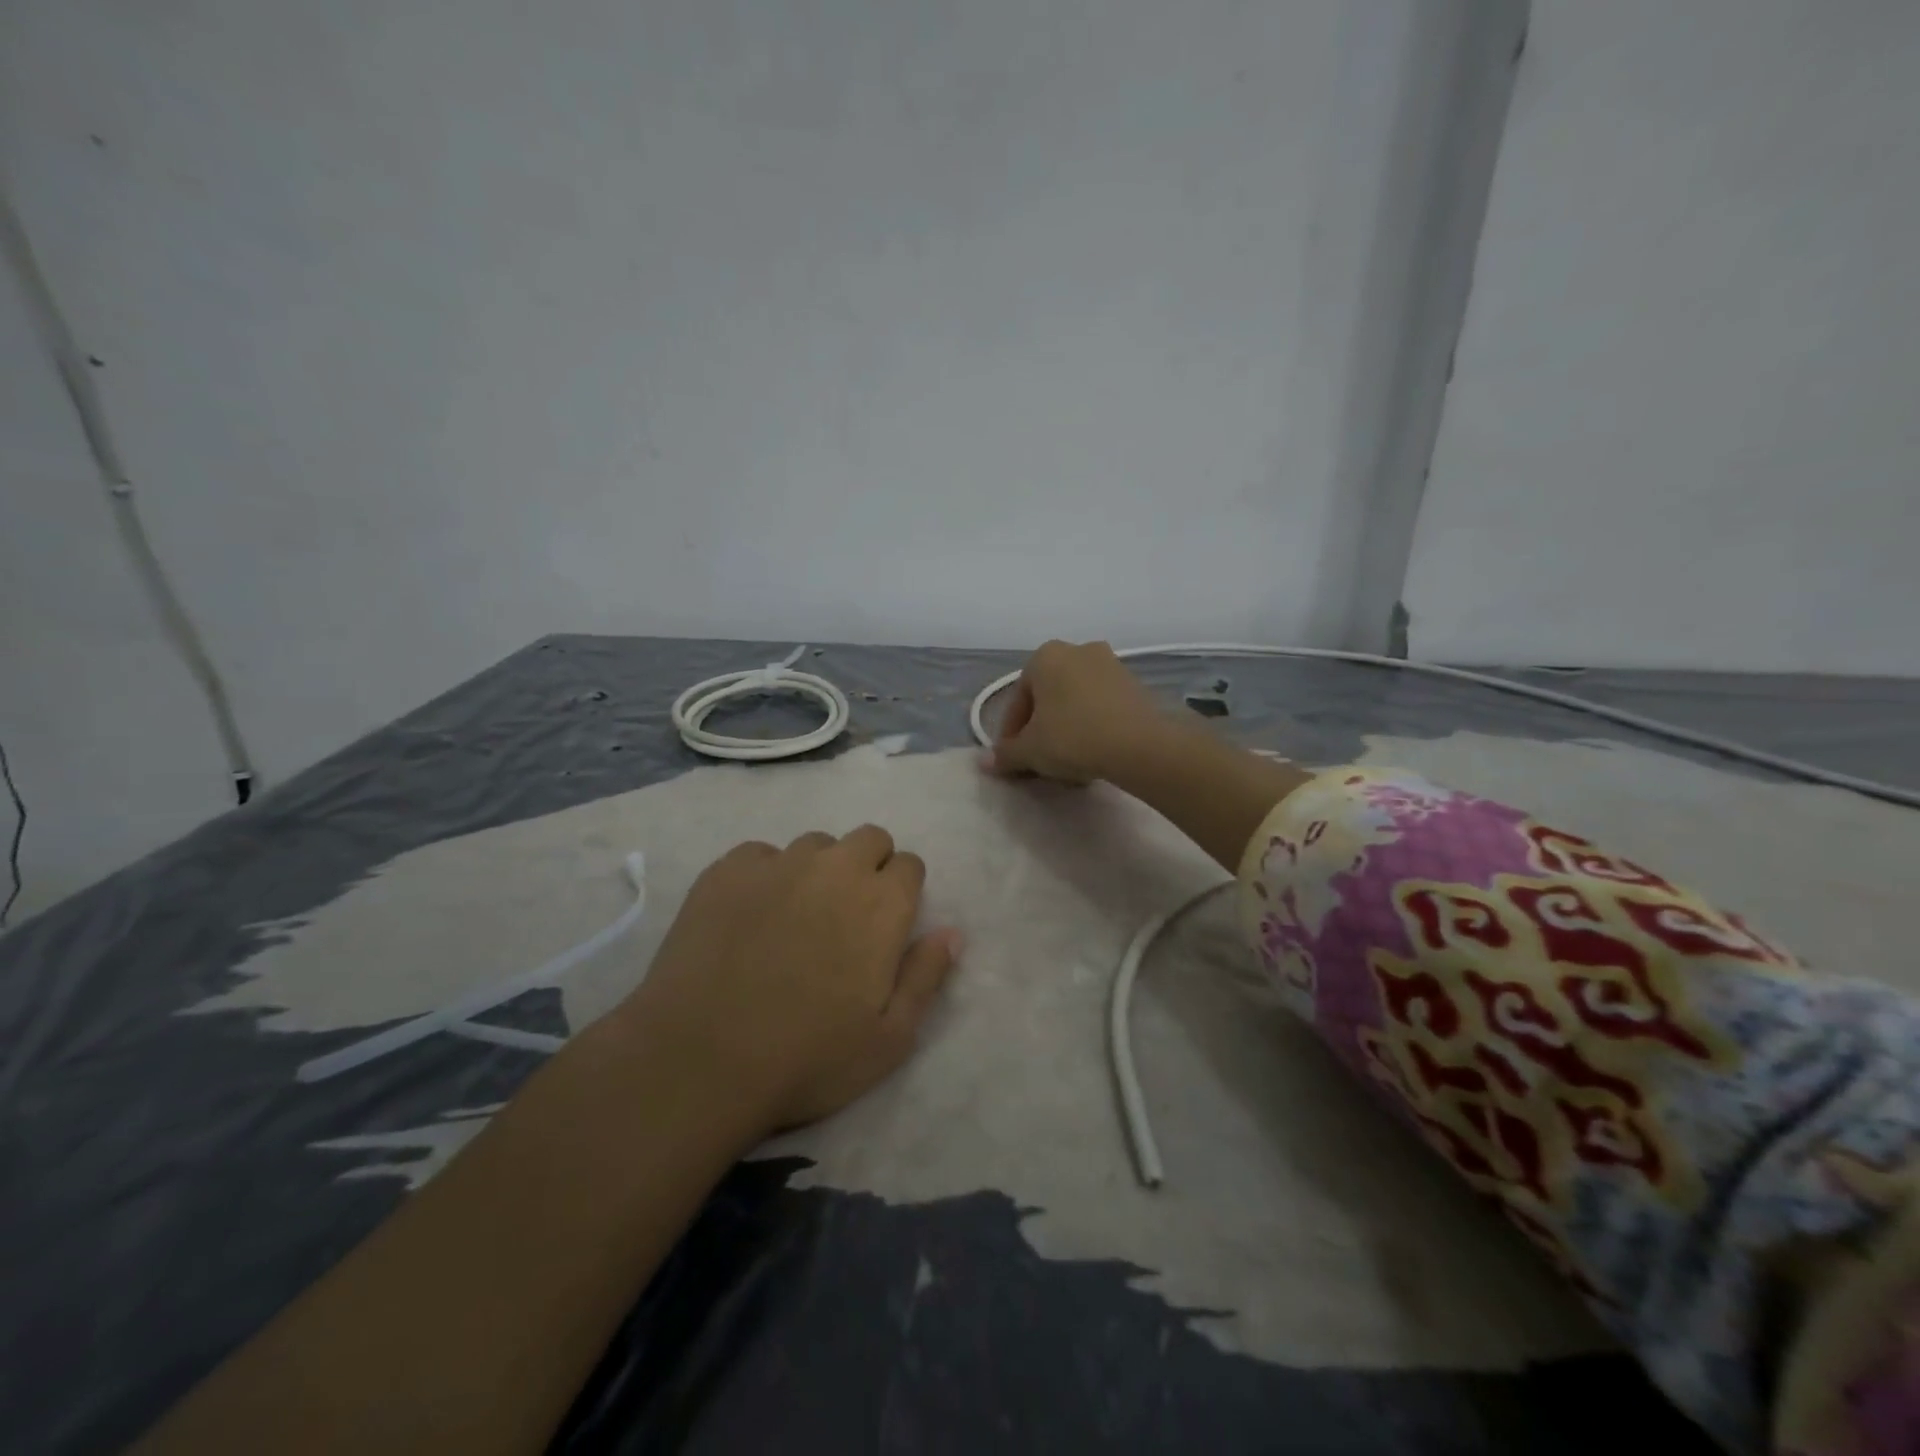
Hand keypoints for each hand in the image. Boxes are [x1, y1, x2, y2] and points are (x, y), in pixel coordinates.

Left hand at [612, 825, 960, 1139]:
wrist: (699, 1058)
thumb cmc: (807, 1057)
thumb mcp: (889, 1039)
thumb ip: (926, 977)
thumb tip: (952, 932)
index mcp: (882, 903)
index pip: (910, 865)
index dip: (903, 892)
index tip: (887, 926)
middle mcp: (836, 868)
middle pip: (869, 838)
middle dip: (869, 866)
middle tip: (847, 917)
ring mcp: (778, 863)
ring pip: (815, 844)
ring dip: (818, 870)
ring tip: (794, 917)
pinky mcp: (727, 870)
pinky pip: (760, 854)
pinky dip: (765, 875)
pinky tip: (748, 917)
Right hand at [988, 640, 1167, 783]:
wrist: (1140, 744)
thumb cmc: (1073, 737)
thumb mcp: (1031, 750)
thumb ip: (1005, 754)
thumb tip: (984, 763)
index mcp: (1044, 656)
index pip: (1017, 700)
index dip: (1011, 734)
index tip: (1013, 760)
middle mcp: (1077, 650)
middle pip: (1047, 696)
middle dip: (1040, 728)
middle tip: (1038, 760)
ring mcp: (1110, 663)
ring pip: (1074, 700)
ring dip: (1066, 727)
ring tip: (1067, 761)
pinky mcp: (1134, 683)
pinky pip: (1100, 705)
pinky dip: (1091, 724)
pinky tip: (1093, 752)